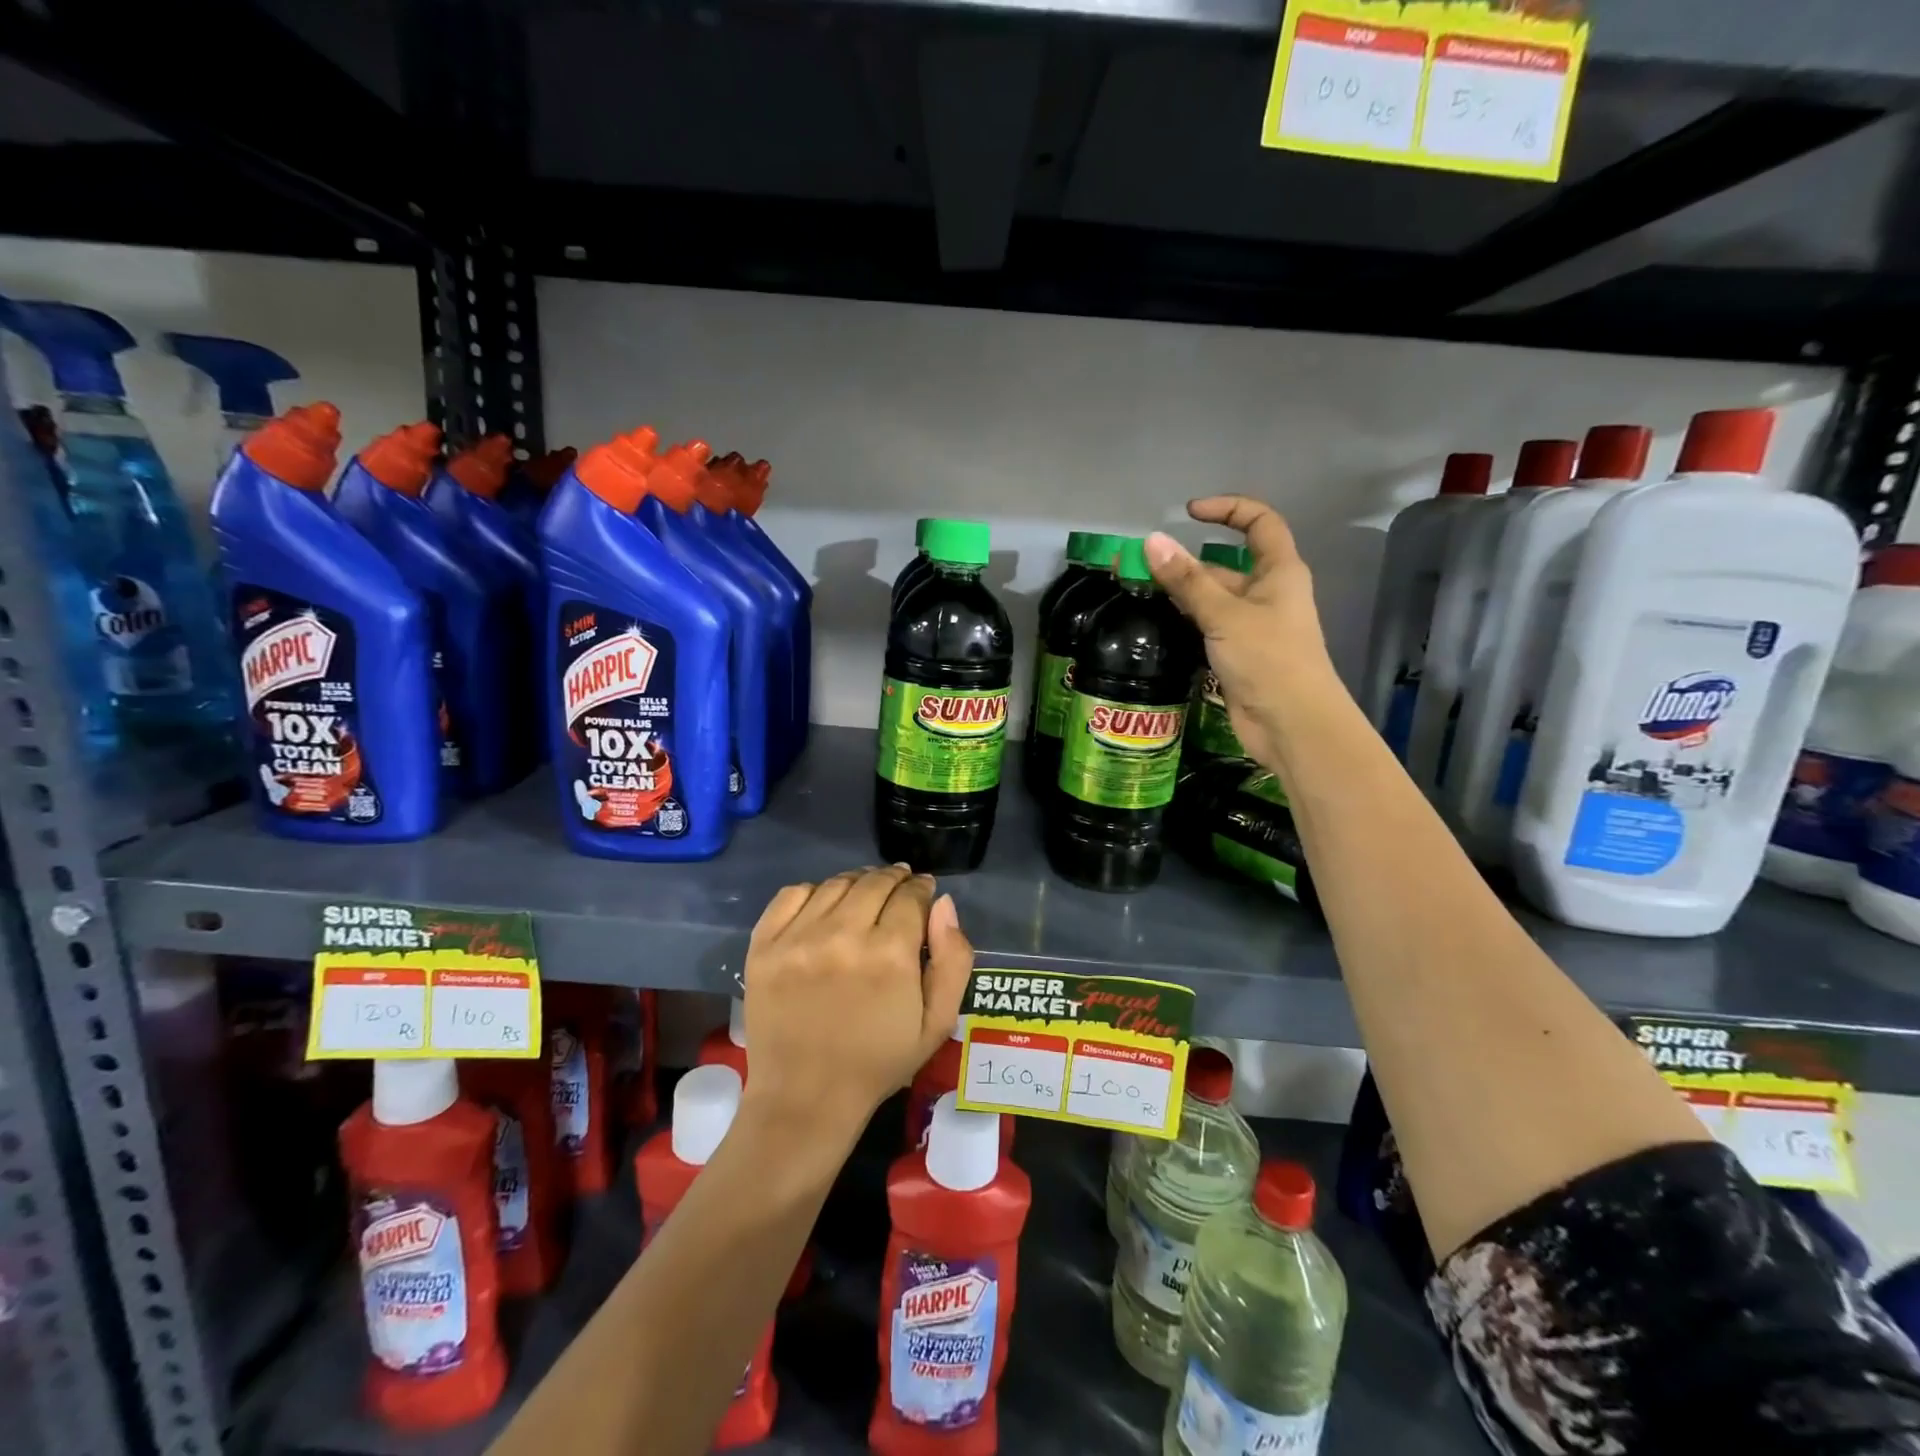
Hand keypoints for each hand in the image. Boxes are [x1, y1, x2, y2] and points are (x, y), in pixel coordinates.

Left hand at [738, 866, 972, 1150]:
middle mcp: (843, 935)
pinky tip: (825, 906)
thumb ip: (953, 959)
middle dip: (894, 879)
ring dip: (858, 882)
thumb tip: (943, 903)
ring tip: (865, 894)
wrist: (804, 1099)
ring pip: (836, 884)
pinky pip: (792, 894)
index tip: (923, 891)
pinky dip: (814, 891)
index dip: (922, 888)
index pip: (911, 895)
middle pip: (874, 882)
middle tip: (899, 887)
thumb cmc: (878, 1063)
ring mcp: (798, 938)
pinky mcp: (764, 945)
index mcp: (890, 954)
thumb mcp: (937, 1023)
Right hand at [1145, 496, 1340, 765]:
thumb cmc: (1269, 660)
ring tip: (1137, 591)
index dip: (1228, 510)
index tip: (1189, 513)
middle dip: (1186, 562)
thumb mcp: (1224, 614)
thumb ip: (1187, 580)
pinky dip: (1184, 621)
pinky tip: (1155, 623)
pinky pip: (1207, 627)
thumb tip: (1151, 541)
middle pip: (1225, 565)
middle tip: (1140, 564)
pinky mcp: (1237, 655)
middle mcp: (1267, 594)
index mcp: (1279, 572)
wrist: (1291, 724)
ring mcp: (1251, 627)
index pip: (1259, 523)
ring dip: (1180, 594)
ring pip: (1211, 599)